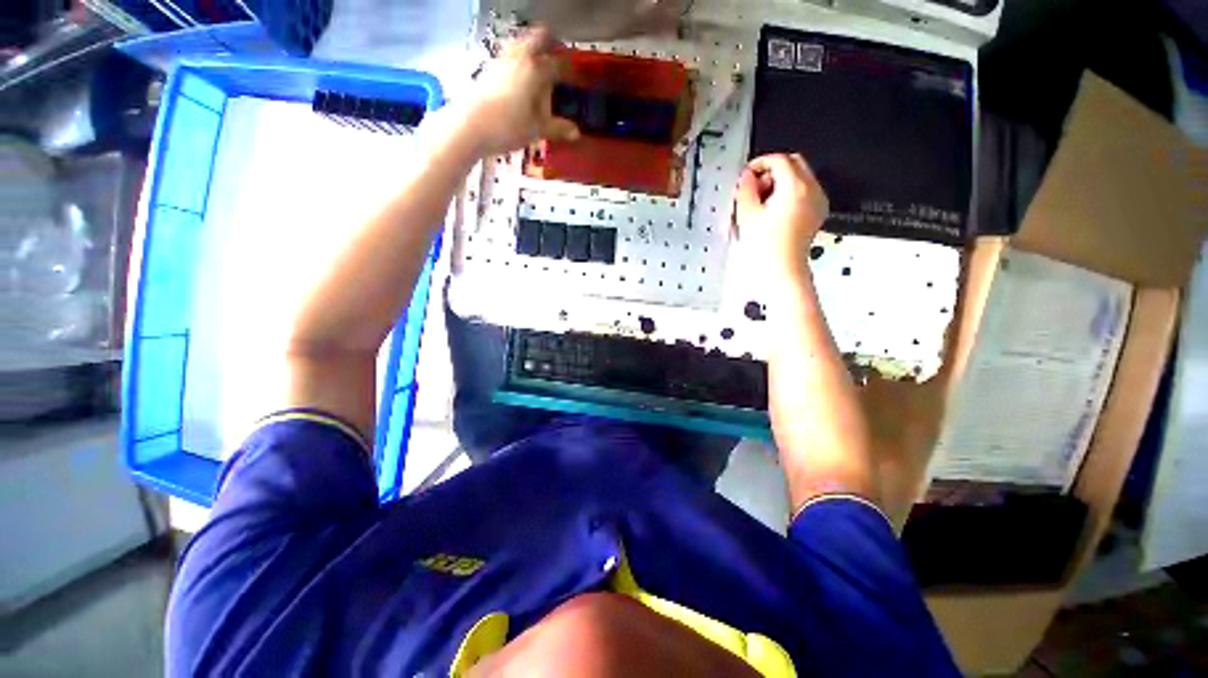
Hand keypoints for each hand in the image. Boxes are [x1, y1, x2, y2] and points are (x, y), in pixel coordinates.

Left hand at [462, 28, 579, 155]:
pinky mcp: (487, 70)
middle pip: (537, 38)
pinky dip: (517, 61)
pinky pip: (507, 57)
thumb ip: (558, 128)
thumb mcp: (537, 130)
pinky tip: (518, 78)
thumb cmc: (508, 126)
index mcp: (535, 70)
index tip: (578, 77)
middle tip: (558, 57)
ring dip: (531, 49)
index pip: (558, 63)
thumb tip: (576, 133)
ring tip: (538, 64)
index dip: (570, 70)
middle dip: (550, 44)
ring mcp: (501, 61)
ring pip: (520, 44)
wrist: (469, 126)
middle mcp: (519, 58)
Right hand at [734, 153, 828, 281]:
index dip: (760, 163)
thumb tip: (747, 177)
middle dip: (772, 171)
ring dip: (780, 182)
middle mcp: (811, 191)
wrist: (782, 270)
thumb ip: (745, 189)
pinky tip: (773, 211)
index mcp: (795, 187)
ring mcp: (817, 202)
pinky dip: (789, 194)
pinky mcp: (816, 213)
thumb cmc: (767, 249)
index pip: (779, 160)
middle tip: (754, 187)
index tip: (748, 174)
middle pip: (793, 163)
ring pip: (800, 177)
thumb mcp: (747, 214)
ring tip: (761, 203)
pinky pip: (804, 192)